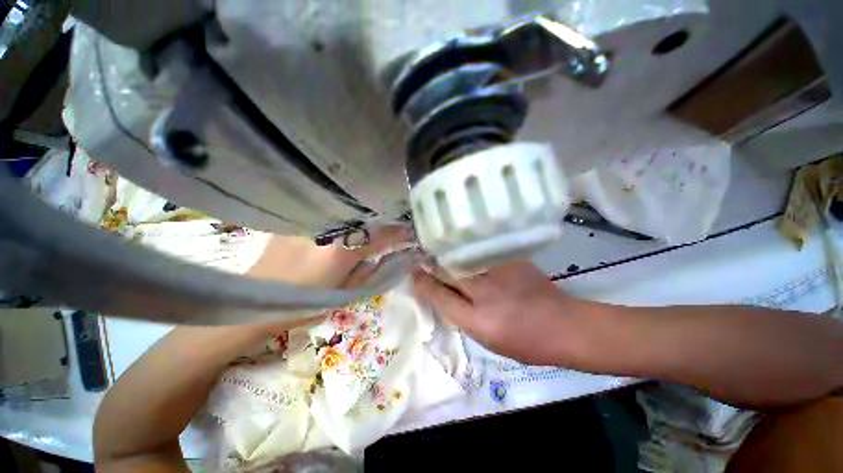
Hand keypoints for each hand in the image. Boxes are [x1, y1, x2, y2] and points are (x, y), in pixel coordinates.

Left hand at [248, 225, 413, 288]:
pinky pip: (329, 213)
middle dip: (385, 218)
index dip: (400, 233)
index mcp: (341, 251)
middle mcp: (326, 229)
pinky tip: (348, 219)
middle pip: (366, 217)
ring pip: (348, 212)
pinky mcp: (296, 219)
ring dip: (366, 215)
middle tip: (397, 221)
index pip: (381, 235)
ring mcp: (309, 221)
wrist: (255, 302)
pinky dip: (344, 215)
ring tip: (377, 218)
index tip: (411, 231)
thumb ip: (373, 272)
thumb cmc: (304, 304)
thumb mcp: (346, 293)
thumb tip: (393, 256)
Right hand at [412, 261, 587, 365]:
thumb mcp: (486, 338)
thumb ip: (461, 315)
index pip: (440, 296)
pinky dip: (469, 252)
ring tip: (437, 250)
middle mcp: (486, 292)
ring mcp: (500, 272)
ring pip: (462, 259)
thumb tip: (442, 294)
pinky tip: (465, 251)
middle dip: (431, 264)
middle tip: (420, 258)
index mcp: (478, 319)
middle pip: (448, 271)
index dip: (423, 283)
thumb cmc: (524, 341)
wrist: (565, 326)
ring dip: (447, 255)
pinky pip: (481, 253)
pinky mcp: (511, 260)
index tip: (413, 273)